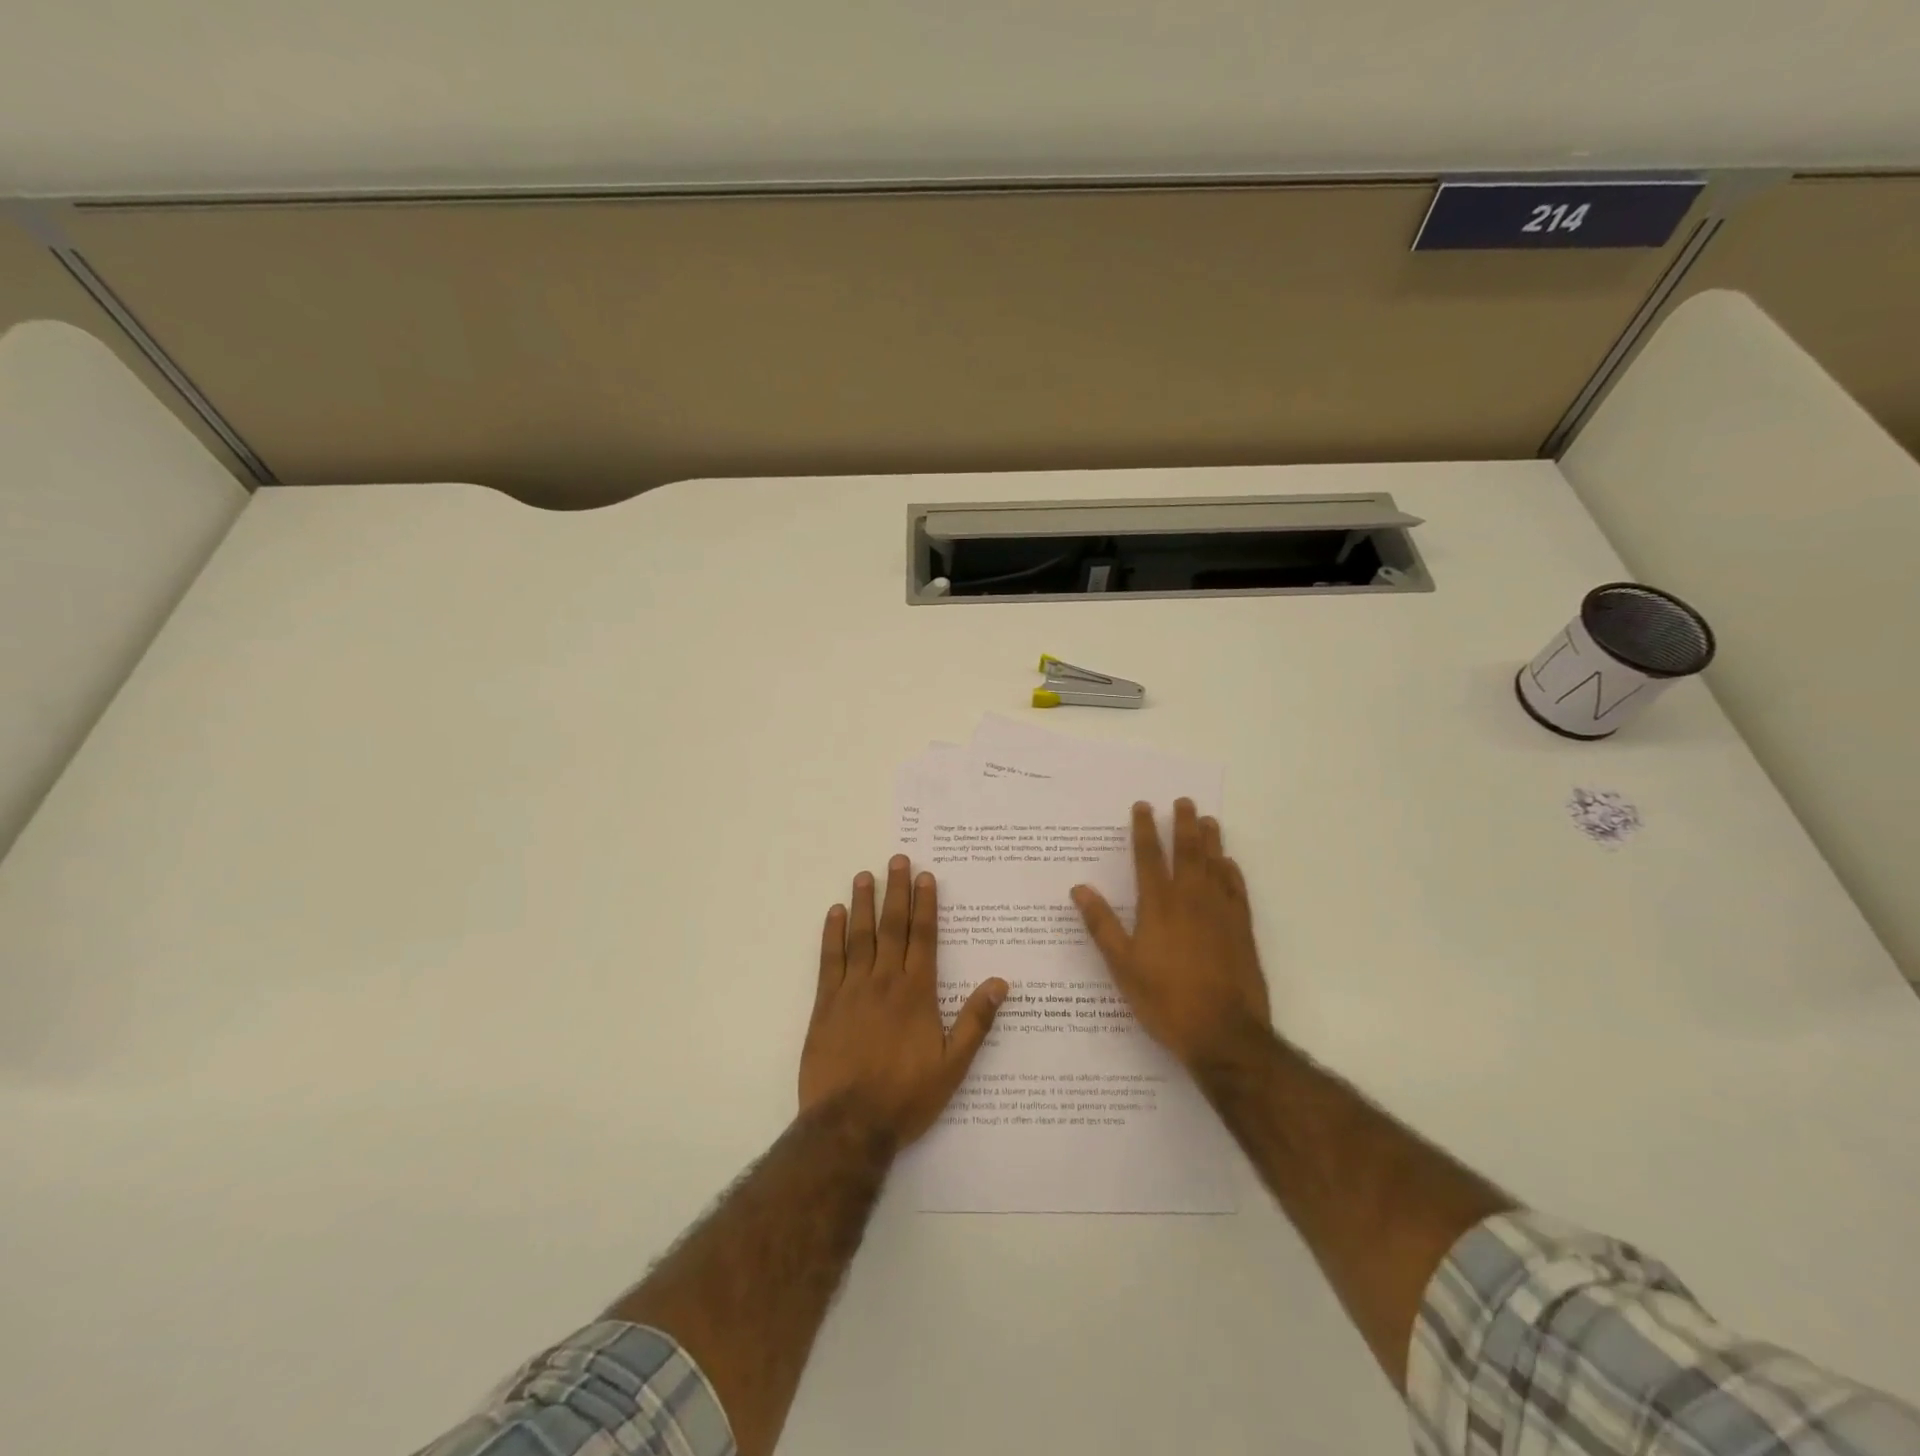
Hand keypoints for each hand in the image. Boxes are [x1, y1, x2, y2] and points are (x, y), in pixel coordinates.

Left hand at [800, 856, 1008, 1146]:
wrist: (850, 1124)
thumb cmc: (907, 1095)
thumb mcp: (953, 1065)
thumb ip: (976, 1021)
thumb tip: (1001, 982)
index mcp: (916, 992)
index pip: (923, 937)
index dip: (925, 904)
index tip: (925, 876)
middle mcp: (885, 981)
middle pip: (892, 927)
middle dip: (896, 891)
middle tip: (896, 860)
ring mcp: (852, 990)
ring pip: (859, 936)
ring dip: (863, 904)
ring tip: (864, 876)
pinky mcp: (825, 1005)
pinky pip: (829, 960)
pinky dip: (831, 935)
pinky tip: (834, 914)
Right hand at [1071, 800, 1271, 1065]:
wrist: (1224, 1033)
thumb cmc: (1165, 1000)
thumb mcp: (1122, 966)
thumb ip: (1101, 924)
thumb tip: (1079, 888)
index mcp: (1159, 905)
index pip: (1149, 857)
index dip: (1145, 829)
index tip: (1143, 806)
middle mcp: (1191, 899)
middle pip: (1187, 852)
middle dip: (1183, 824)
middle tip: (1183, 802)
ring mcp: (1221, 912)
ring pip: (1215, 865)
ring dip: (1210, 840)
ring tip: (1208, 820)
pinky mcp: (1242, 929)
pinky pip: (1237, 890)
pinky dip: (1232, 872)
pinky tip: (1229, 864)